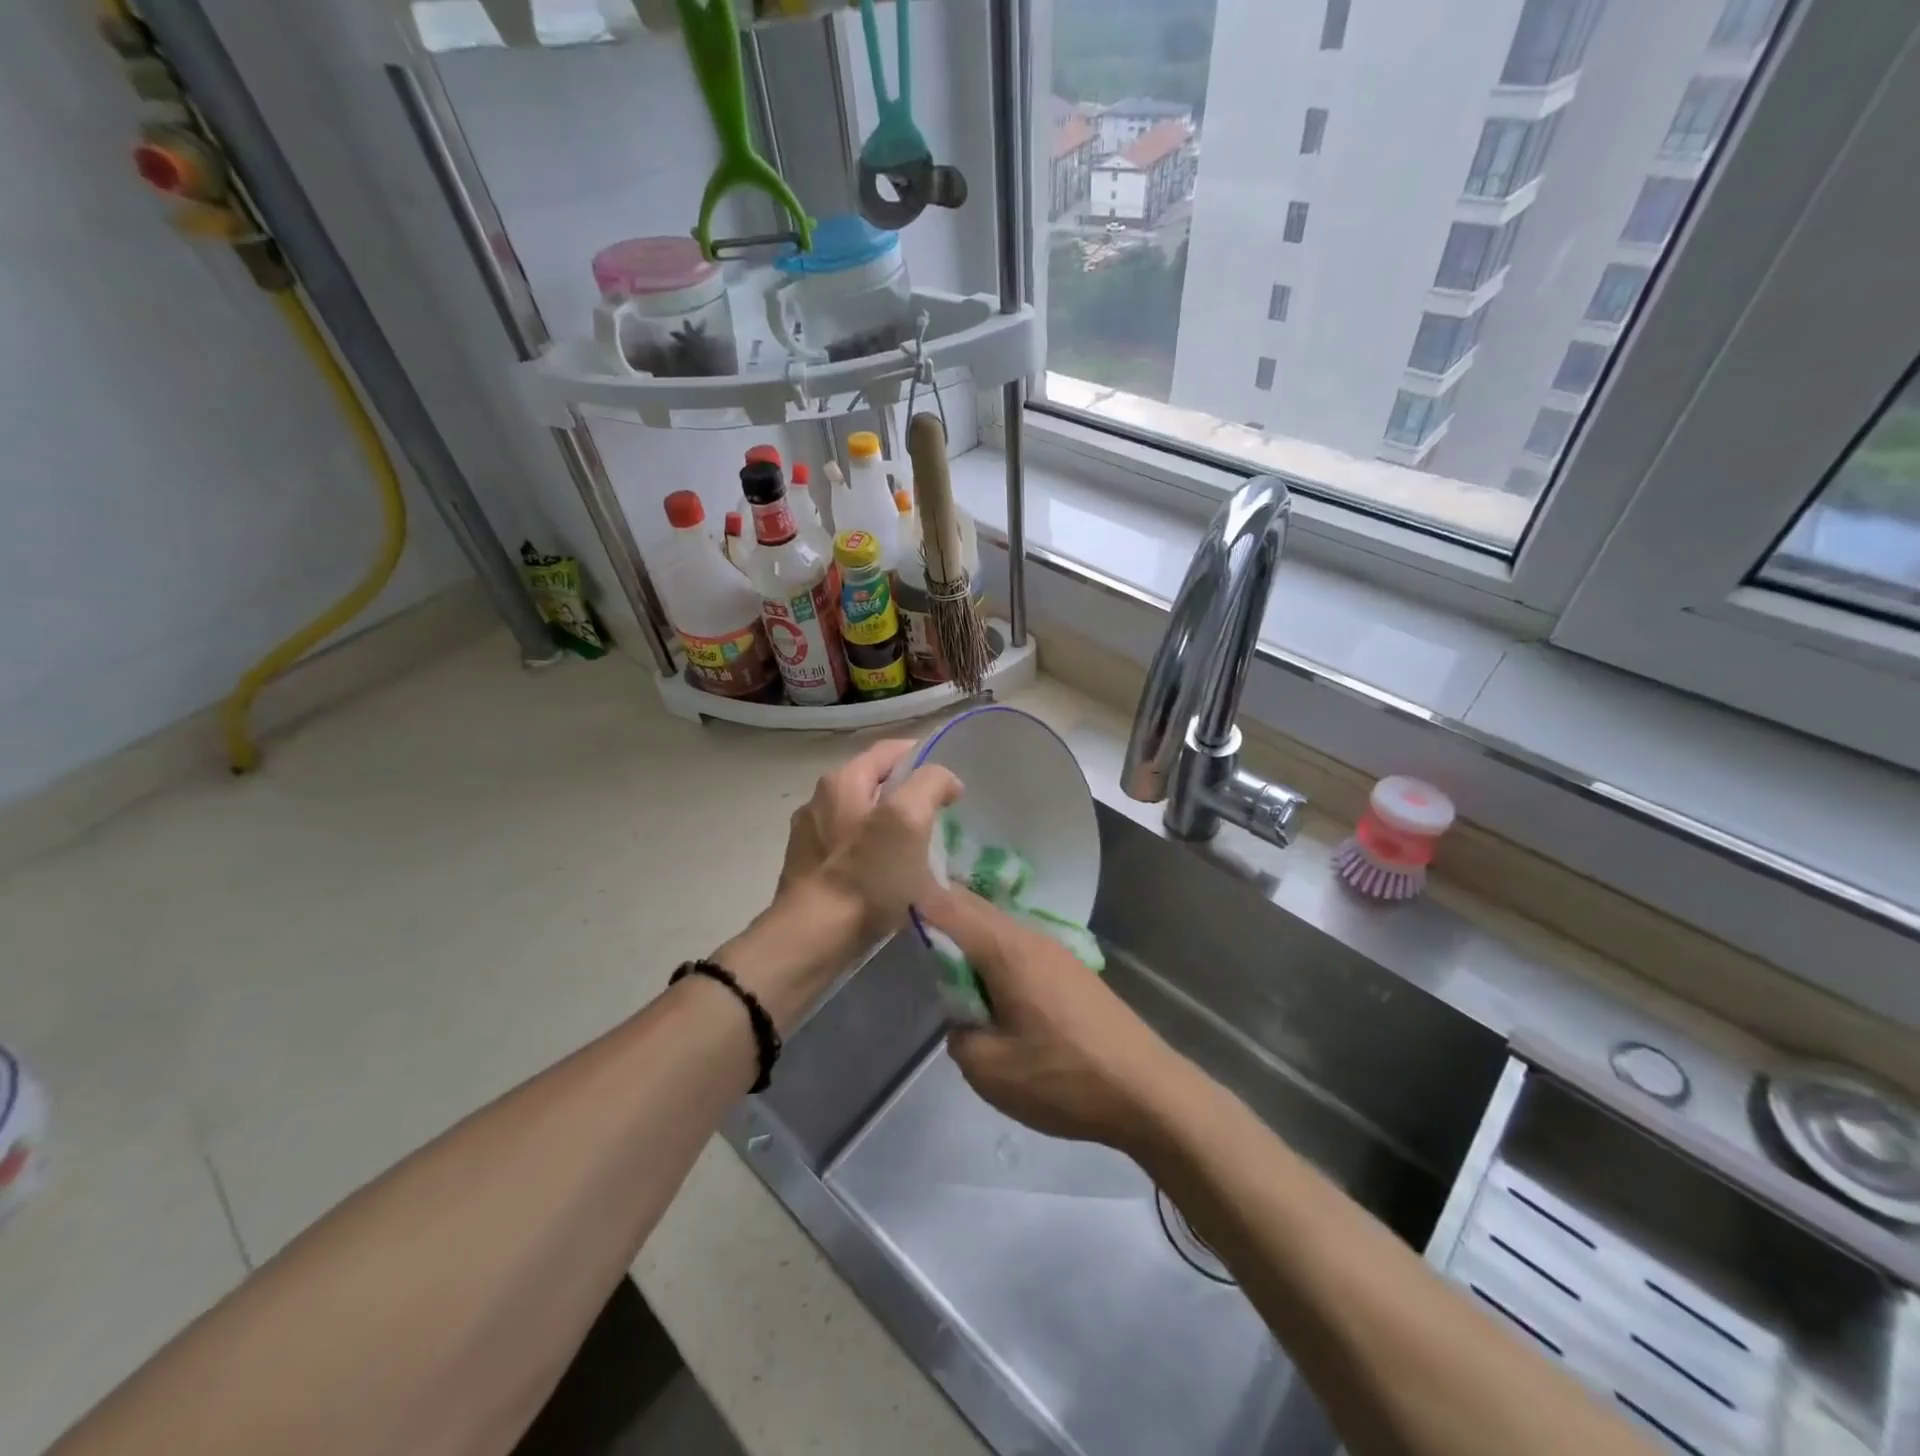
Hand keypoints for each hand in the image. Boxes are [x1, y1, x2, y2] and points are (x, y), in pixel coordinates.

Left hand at [717, 741, 961, 1028]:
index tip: (952, 786)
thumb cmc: (865, 876)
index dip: (925, 759)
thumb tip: (944, 780)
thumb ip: (929, 784)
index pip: (890, 750)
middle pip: (875, 784)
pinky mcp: (808, 870)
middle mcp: (819, 800)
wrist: (813, 939)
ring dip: (889, 827)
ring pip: (861, 817)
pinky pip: (849, 849)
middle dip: (908, 794)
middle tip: (939, 819)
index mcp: (841, 780)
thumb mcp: (908, 819)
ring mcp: (809, 836)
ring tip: (917, 851)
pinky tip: (886, 877)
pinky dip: (871, 853)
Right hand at [919, 886, 1186, 1151]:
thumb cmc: (1063, 1078)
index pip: (948, 907)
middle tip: (911, 935)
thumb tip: (963, 1015)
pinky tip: (993, 990)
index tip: (887, 902)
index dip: (916, 900)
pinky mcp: (1072, 972)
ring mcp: (1057, 952)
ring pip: (999, 929)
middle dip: (941, 915)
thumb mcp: (989, 1070)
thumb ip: (959, 1032)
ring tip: (949, 970)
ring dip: (970, 940)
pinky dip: (995, 957)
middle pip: (975, 909)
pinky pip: (1020, 949)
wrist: (1149, 1092)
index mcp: (1006, 949)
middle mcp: (1031, 937)